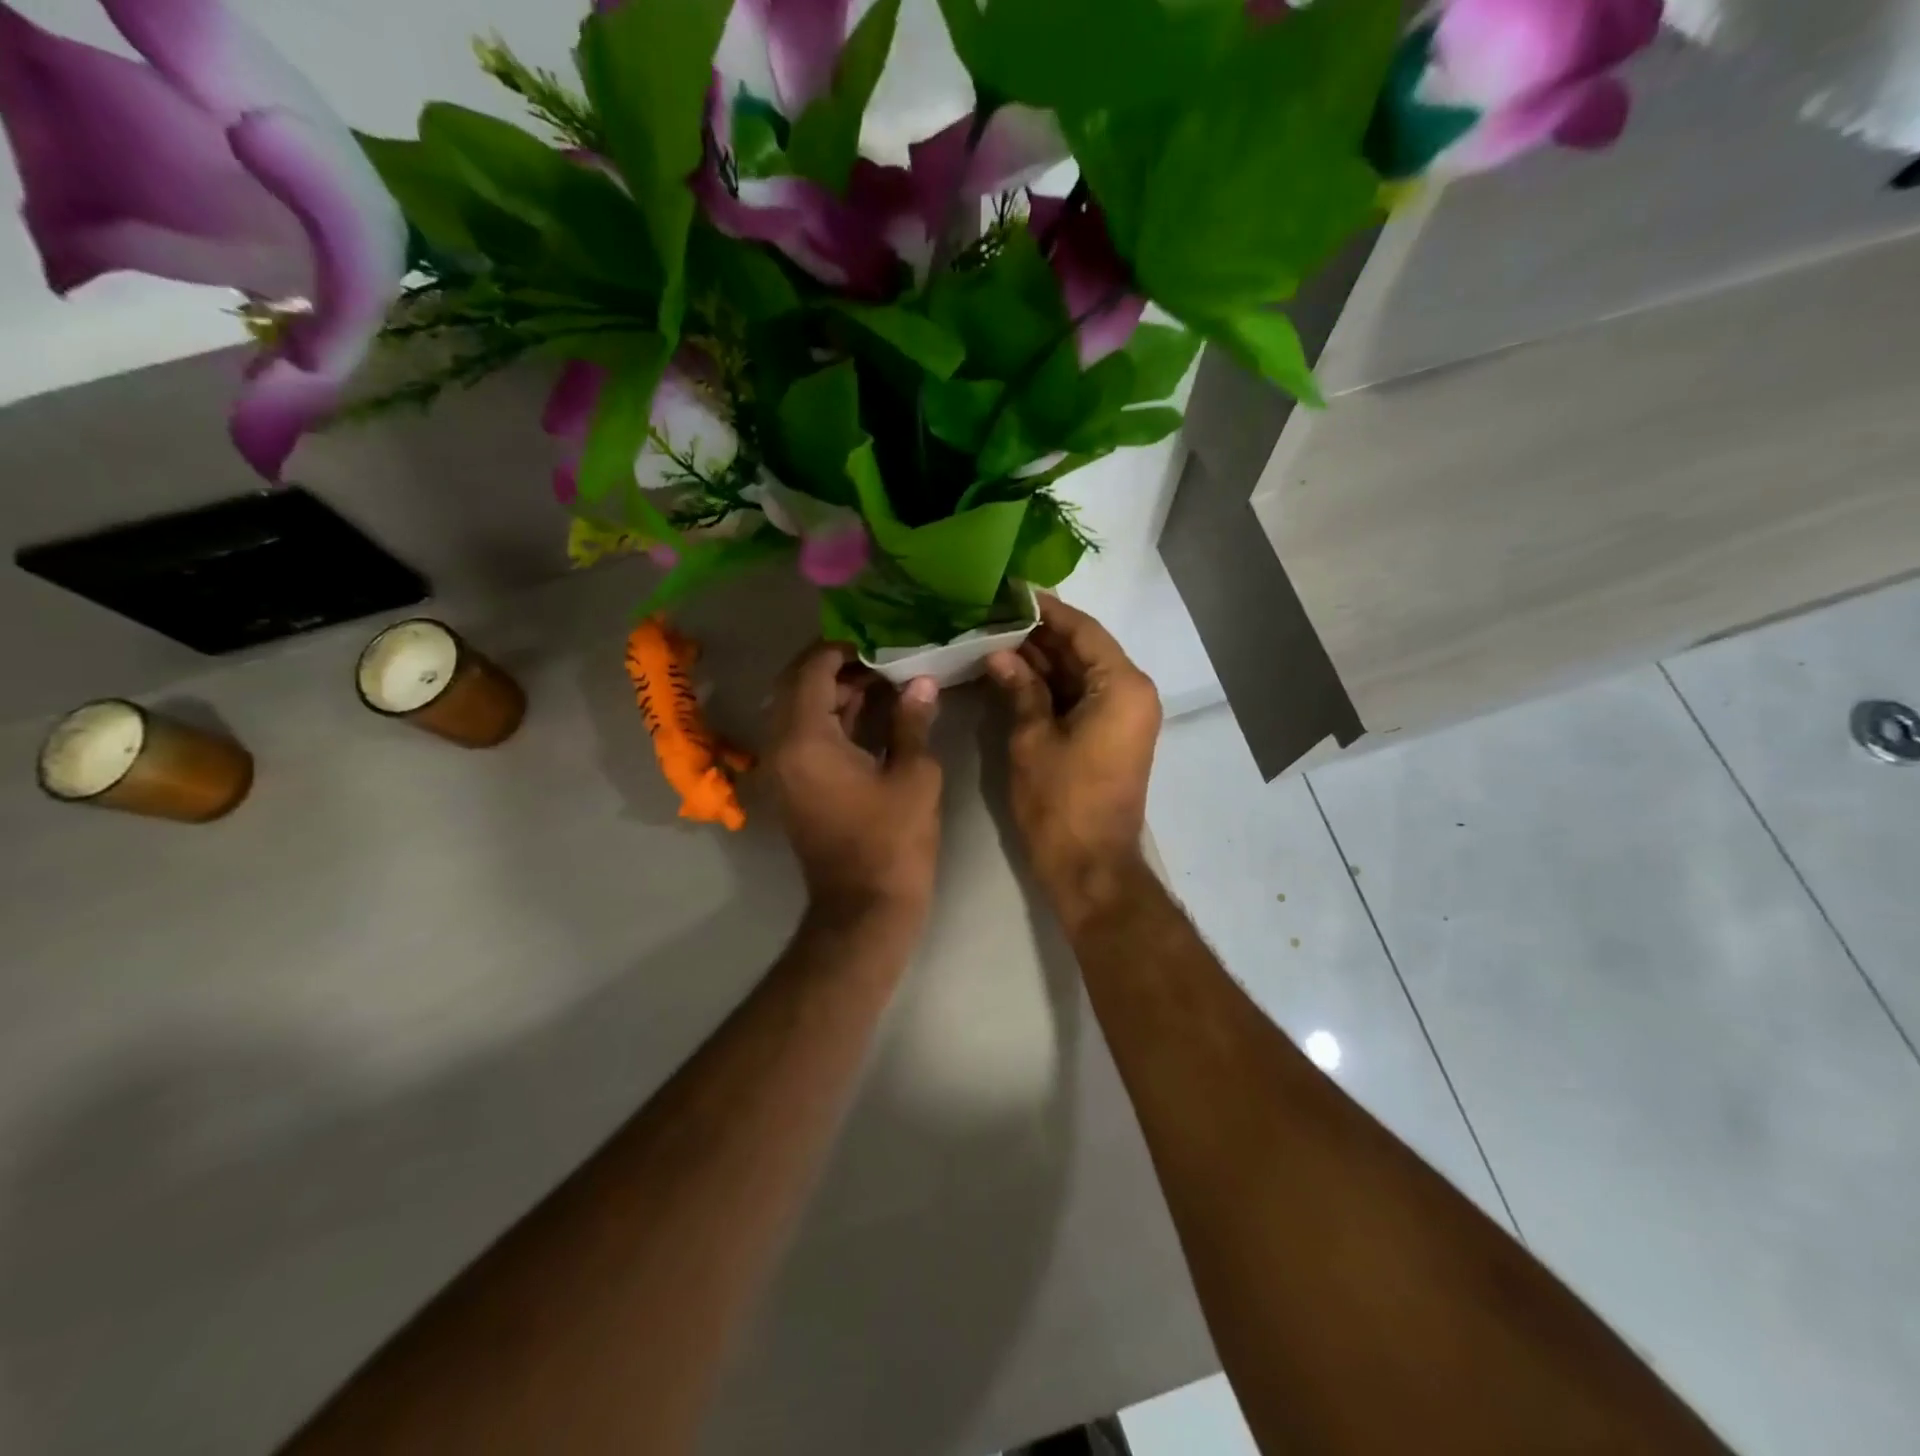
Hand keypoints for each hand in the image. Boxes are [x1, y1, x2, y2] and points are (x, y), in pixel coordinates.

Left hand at [768, 643, 943, 927]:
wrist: (865, 907)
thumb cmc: (894, 840)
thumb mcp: (914, 775)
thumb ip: (913, 721)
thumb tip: (922, 683)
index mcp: (805, 740)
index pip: (811, 671)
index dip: (840, 649)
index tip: (874, 642)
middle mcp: (781, 749)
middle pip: (796, 688)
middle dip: (836, 669)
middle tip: (880, 662)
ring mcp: (783, 771)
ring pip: (799, 713)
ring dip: (833, 695)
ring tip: (882, 684)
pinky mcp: (792, 788)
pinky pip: (803, 738)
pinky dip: (830, 722)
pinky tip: (870, 716)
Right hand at [986, 597, 1161, 925]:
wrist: (1090, 867)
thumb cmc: (1061, 803)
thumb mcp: (1033, 740)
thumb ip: (1020, 689)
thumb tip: (1000, 654)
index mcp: (1122, 687)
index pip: (1083, 630)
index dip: (1046, 609)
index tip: (1011, 591)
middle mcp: (1132, 694)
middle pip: (1085, 650)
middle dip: (1040, 635)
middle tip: (994, 615)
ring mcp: (1124, 717)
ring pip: (1082, 674)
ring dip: (1044, 660)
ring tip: (995, 637)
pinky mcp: (1112, 737)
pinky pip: (1083, 698)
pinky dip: (1052, 687)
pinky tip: (1014, 673)